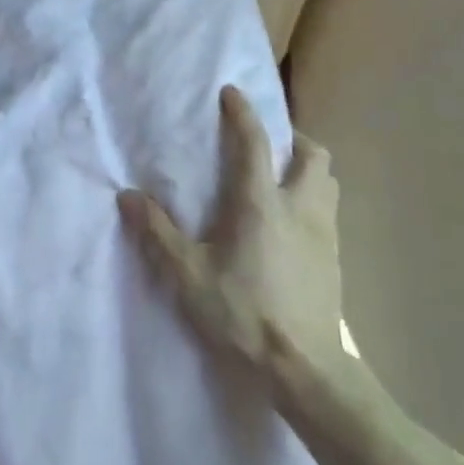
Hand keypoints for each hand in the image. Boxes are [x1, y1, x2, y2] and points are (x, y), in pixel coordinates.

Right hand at [118, 86, 358, 389]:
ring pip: (329, 182)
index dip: (243, 113)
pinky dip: (315, 201)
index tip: (232, 93)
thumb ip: (158, 233)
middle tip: (270, 144)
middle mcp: (300, 207)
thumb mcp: (188, 276)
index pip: (254, 143)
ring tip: (285, 179)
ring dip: (309, 169)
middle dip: (293, 139)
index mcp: (261, 203)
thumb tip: (127, 196)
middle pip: (312, 154)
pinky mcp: (336, 261)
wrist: (306, 371)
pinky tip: (295, 225)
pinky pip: (330, 212)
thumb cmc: (243, 315)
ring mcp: (325, 234)